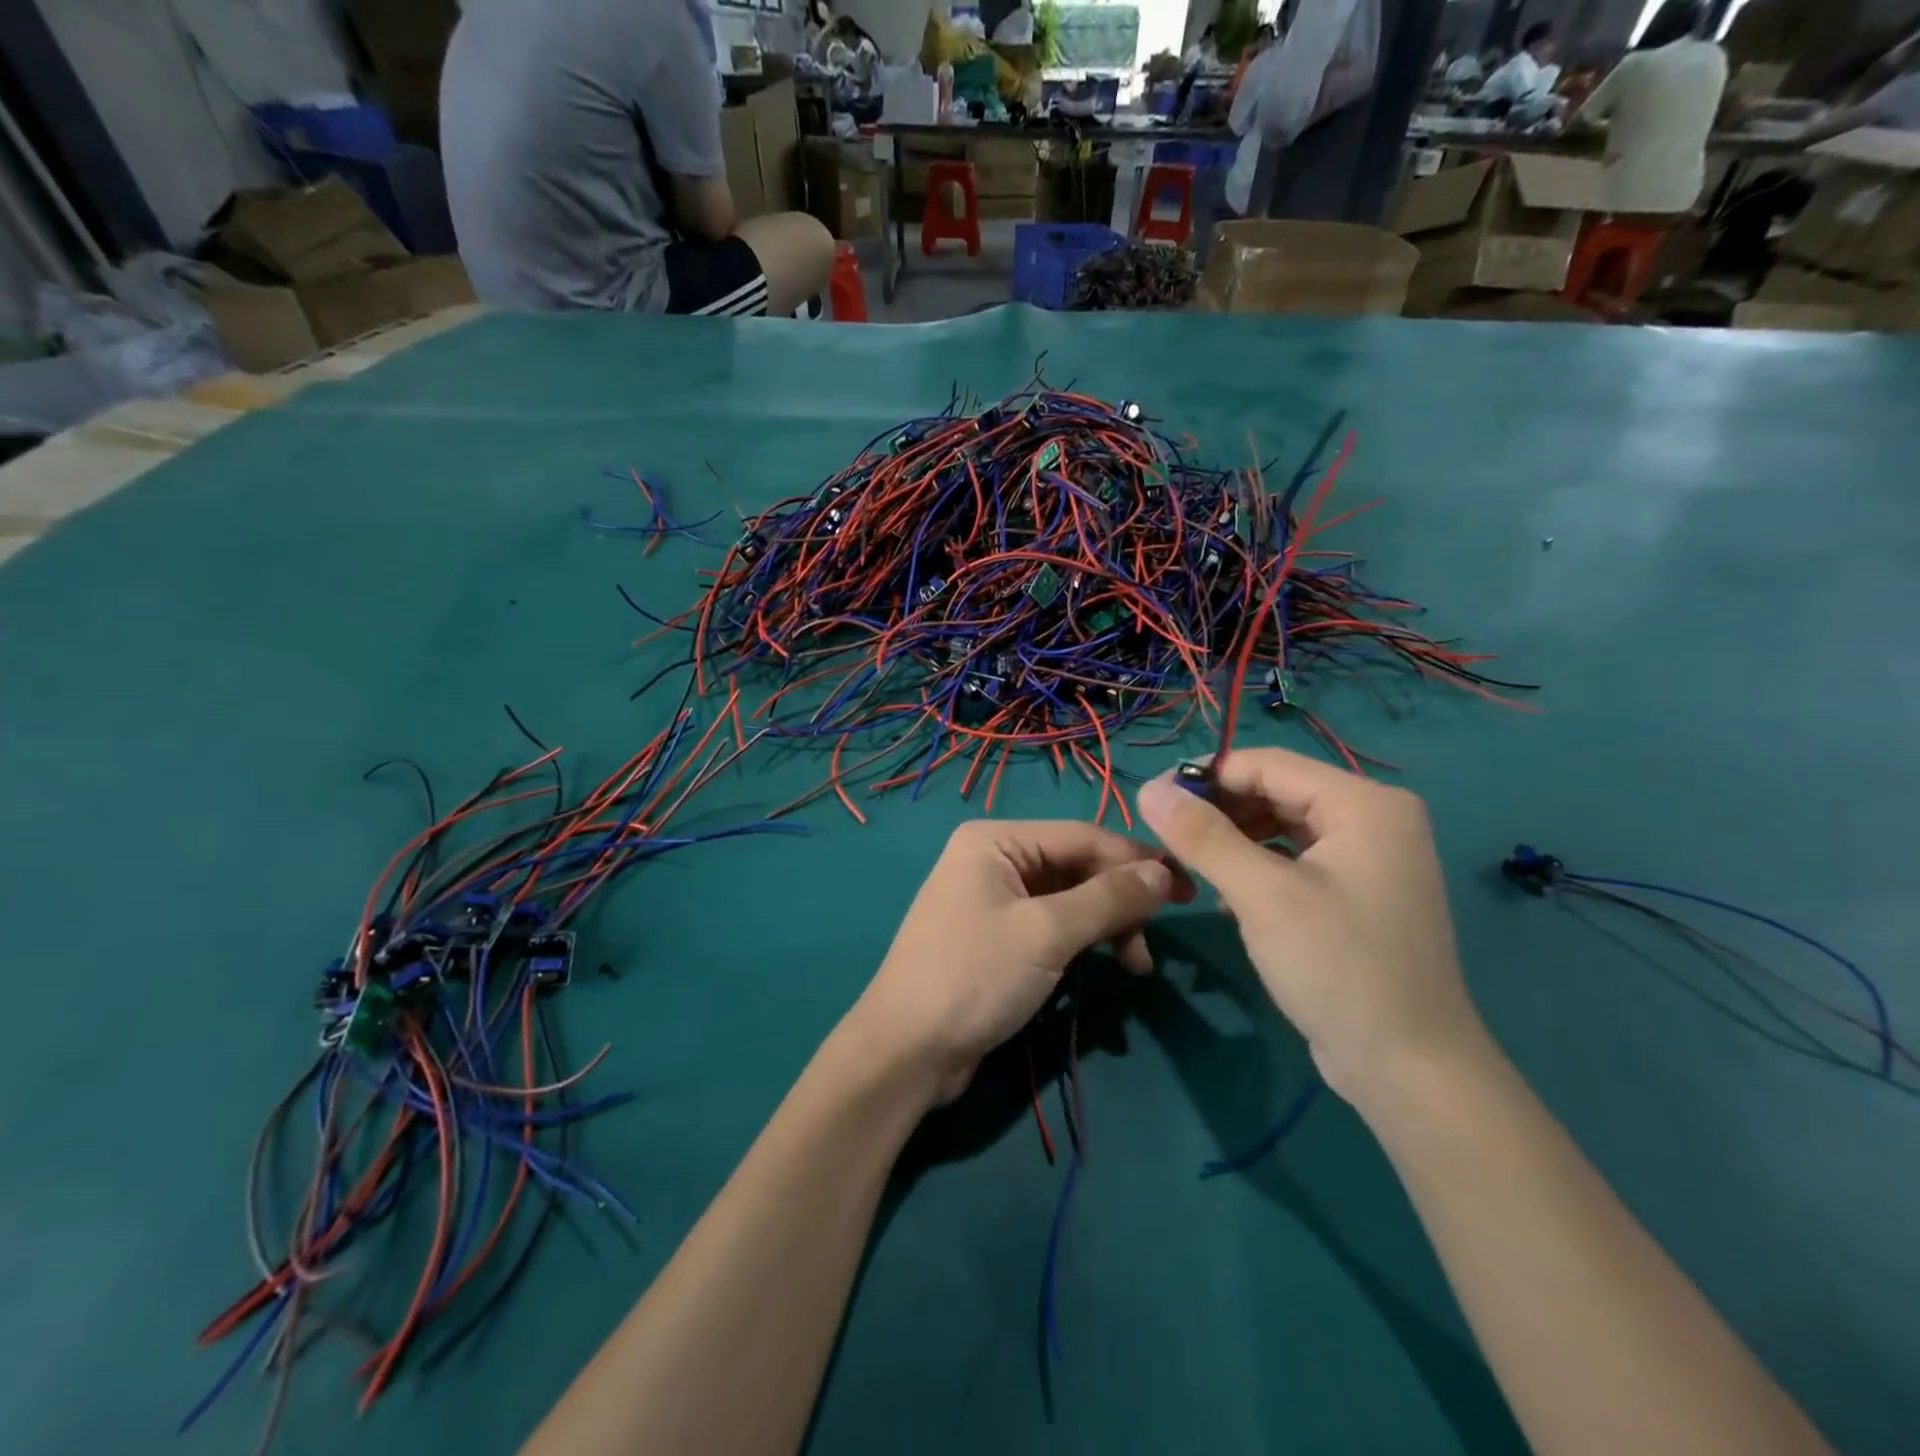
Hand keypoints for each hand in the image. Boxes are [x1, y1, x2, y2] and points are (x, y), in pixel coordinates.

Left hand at [848, 821, 1185, 1105]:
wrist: (907, 1051)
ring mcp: (993, 899)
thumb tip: (1162, 872)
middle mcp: (993, 859)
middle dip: (1120, 900)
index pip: (1082, 836)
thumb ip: (1108, 898)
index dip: (1137, 860)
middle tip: (1155, 940)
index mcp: (996, 840)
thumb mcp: (1047, 933)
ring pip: (1069, 899)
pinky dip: (1083, 943)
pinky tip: (1107, 966)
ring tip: (1135, 966)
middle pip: (1077, 866)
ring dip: (1106, 926)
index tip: (1186, 889)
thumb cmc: (974, 977)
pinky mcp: (998, 937)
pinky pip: (1052, 926)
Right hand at [1136, 750, 1485, 1105]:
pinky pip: (1296, 860)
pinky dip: (1257, 867)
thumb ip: (1203, 836)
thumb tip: (1148, 789)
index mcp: (1364, 803)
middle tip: (1166, 837)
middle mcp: (1374, 819)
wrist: (1409, 1070)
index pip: (1267, 764)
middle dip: (1218, 811)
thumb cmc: (1338, 967)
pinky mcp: (1359, 895)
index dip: (1205, 776)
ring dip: (1233, 841)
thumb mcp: (1262, 895)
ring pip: (1282, 827)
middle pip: (1276, 792)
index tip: (1151, 801)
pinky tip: (1225, 896)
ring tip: (1189, 864)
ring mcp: (1370, 859)